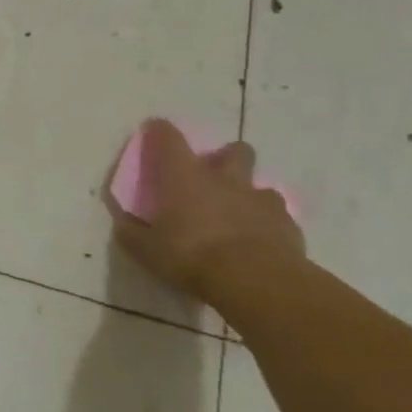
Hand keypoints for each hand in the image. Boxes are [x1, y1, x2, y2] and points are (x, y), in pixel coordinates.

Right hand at [101, 119, 303, 304]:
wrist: (256, 281)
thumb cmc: (191, 256)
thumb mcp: (146, 250)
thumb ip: (132, 232)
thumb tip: (123, 223)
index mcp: (184, 176)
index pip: (168, 138)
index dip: (159, 131)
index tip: (154, 132)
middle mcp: (224, 179)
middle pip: (233, 151)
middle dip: (225, 158)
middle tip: (212, 179)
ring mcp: (259, 199)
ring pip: (260, 186)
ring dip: (248, 196)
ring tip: (238, 217)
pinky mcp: (288, 225)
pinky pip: (278, 217)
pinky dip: (268, 225)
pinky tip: (259, 244)